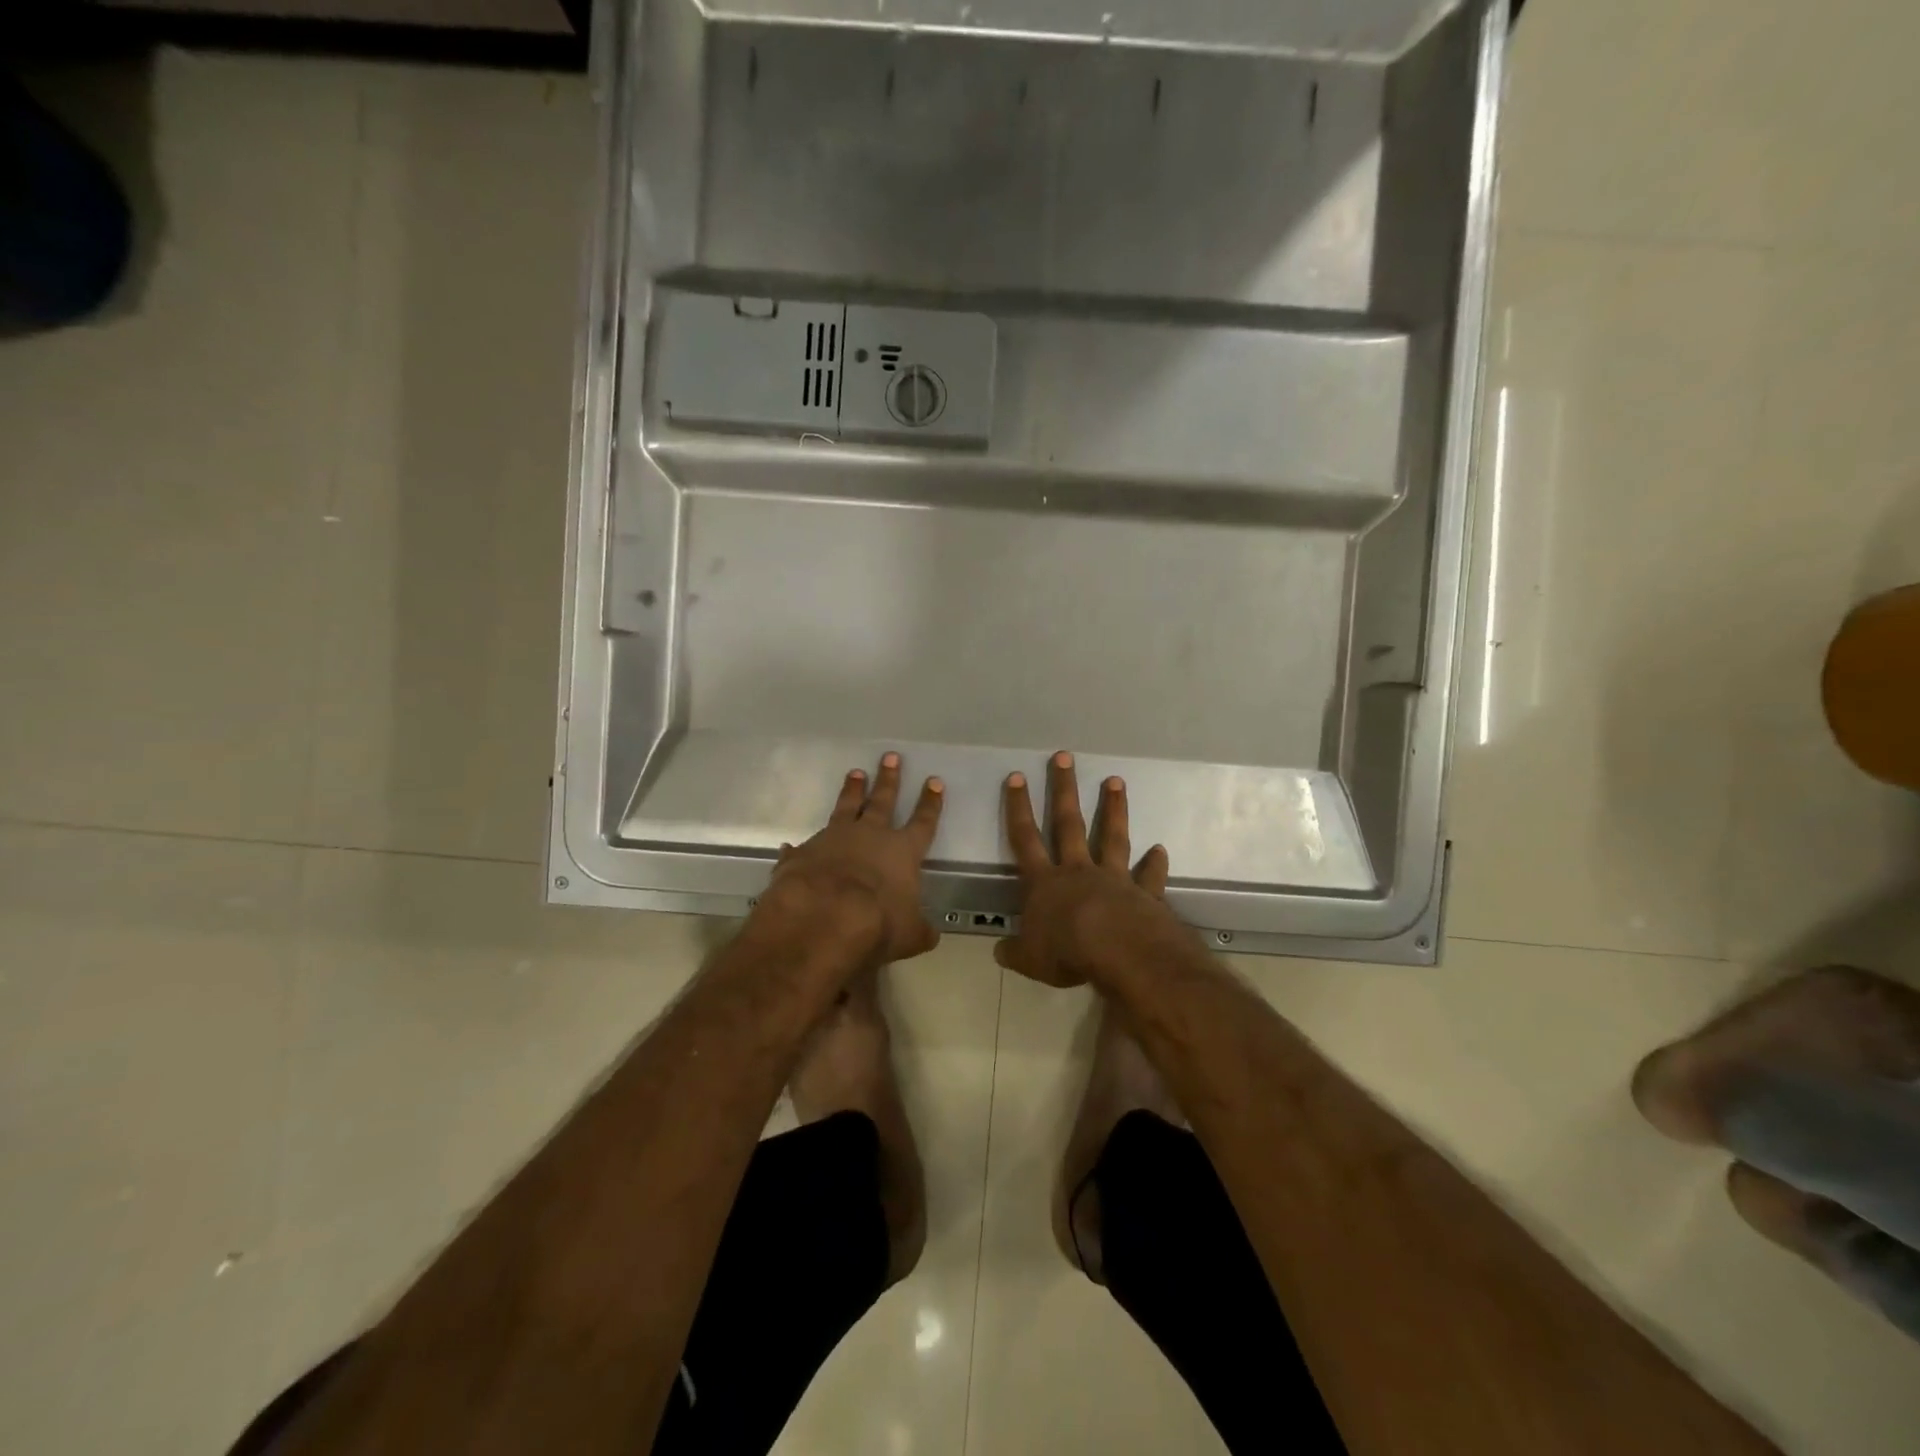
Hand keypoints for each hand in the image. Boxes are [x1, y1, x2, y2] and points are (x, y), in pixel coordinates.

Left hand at [761, 752, 945, 965]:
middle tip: (890, 757)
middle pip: (882, 801)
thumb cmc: (879, 924)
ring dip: (851, 791)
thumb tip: (930, 934)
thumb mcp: (910, 935)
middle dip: (889, 779)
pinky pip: (803, 846)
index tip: (934, 781)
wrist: (825, 917)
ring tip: (855, 773)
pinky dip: (799, 847)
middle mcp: (870, 836)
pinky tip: (791, 844)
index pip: (923, 822)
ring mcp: (834, 839)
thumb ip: (920, 930)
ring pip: (845, 807)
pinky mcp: (803, 853)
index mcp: (903, 851)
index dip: (930, 803)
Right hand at [996, 751, 1175, 987]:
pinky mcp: (1144, 893)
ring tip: (1115, 780)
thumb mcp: (1030, 960)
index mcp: (1045, 884)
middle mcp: (1078, 871)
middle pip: (1068, 824)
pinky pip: (1149, 876)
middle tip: (1064, 757)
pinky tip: (1160, 850)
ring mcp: (1114, 878)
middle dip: (1064, 790)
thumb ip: (1014, 952)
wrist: (1120, 954)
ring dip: (1112, 809)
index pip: (1025, 838)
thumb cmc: (1067, 953)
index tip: (1017, 777)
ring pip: (1111, 837)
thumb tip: (998, 951)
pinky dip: (1155, 864)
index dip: (1018, 808)